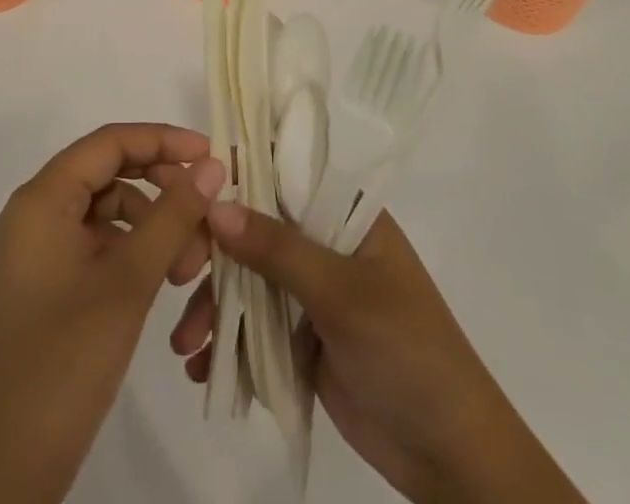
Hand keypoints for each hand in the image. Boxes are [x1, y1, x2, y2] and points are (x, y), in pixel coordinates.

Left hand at [0, 124, 224, 503]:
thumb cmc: (65, 360)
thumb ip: (173, 216)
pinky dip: (132, 251)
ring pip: (107, 211)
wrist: (5, 467)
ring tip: (187, 267)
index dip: (162, 140)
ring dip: (152, 225)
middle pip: (108, 172)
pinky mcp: (46, 282)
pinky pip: (96, 243)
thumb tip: (211, 166)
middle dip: (161, 189)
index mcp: (42, 198)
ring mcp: (38, 249)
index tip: (210, 156)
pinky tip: (161, 278)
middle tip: (205, 217)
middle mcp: (35, 212)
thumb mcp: (129, 281)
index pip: (109, 143)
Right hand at [174, 205, 584, 503]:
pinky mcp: (303, 338)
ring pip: (248, 280)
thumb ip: (278, 250)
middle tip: (177, 276)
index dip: (234, 176)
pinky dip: (228, 344)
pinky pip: (255, 327)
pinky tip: (202, 369)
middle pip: (254, 228)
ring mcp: (312, 291)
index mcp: (345, 213)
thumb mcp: (342, 295)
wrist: (452, 457)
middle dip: (213, 252)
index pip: (281, 172)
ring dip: (214, 307)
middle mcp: (325, 242)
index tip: (187, 193)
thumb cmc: (407, 352)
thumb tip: (214, 206)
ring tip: (185, 346)